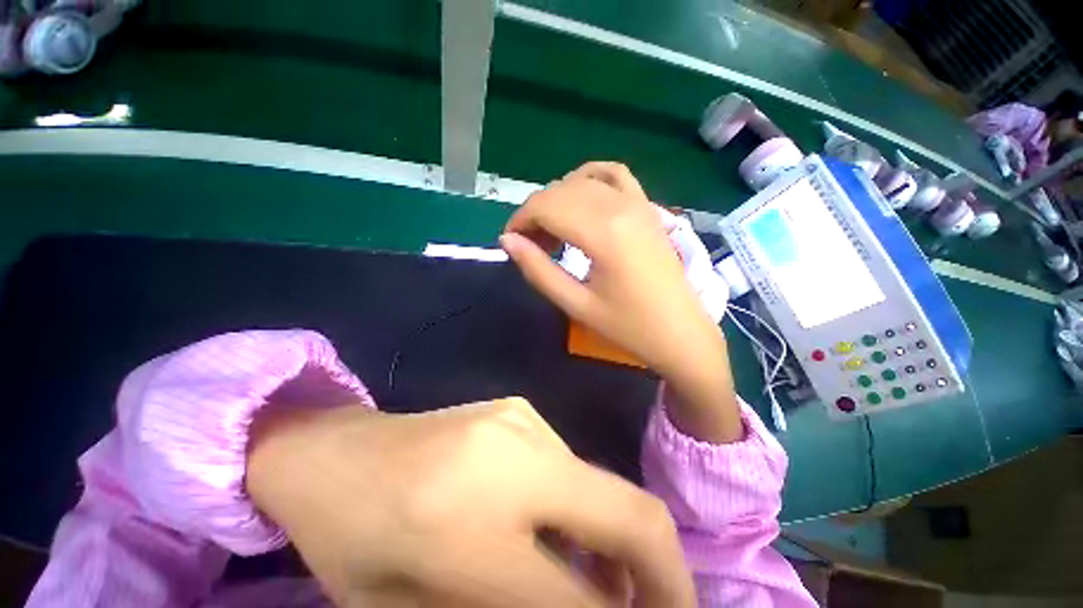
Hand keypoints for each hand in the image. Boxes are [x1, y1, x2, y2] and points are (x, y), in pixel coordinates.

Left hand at [247, 398, 694, 606]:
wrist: (334, 451)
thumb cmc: (353, 539)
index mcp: (469, 525)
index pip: (581, 599)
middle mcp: (516, 455)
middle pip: (631, 515)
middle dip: (666, 574)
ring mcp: (524, 421)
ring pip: (607, 490)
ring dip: (621, 544)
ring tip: (607, 585)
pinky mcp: (522, 411)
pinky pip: (574, 471)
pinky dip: (585, 512)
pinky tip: (559, 534)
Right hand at [500, 162, 741, 442]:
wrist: (681, 332)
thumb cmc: (628, 326)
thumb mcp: (576, 304)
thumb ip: (538, 270)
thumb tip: (508, 241)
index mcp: (603, 232)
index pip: (546, 206)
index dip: (520, 220)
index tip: (510, 241)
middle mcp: (620, 206)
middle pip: (560, 190)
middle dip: (535, 213)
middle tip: (530, 245)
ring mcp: (638, 202)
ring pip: (582, 181)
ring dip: (557, 199)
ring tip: (552, 230)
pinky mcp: (647, 207)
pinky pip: (615, 175)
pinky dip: (589, 178)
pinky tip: (580, 197)